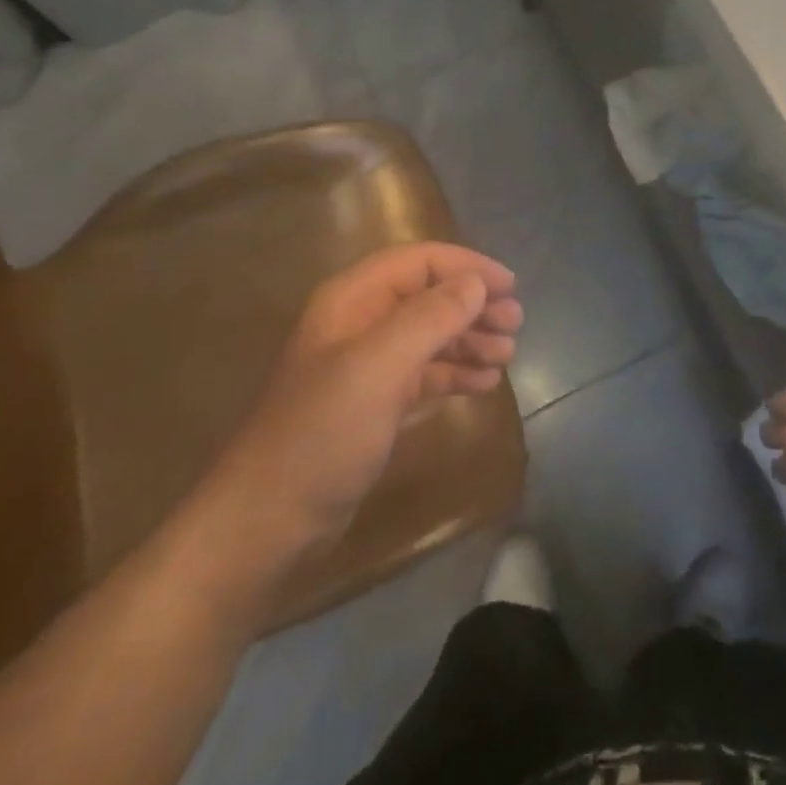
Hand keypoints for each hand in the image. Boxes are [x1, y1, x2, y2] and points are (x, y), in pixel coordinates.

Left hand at [172, 243, 522, 627]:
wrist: (269, 522)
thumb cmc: (324, 433)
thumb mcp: (380, 366)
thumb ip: (431, 317)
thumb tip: (476, 283)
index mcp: (352, 300)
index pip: (419, 262)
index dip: (467, 267)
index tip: (510, 287)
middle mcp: (359, 324)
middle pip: (428, 297)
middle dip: (473, 305)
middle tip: (515, 324)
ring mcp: (365, 366)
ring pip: (429, 335)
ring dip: (470, 339)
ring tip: (507, 354)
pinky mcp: (373, 405)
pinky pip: (424, 374)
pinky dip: (455, 373)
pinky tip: (485, 384)